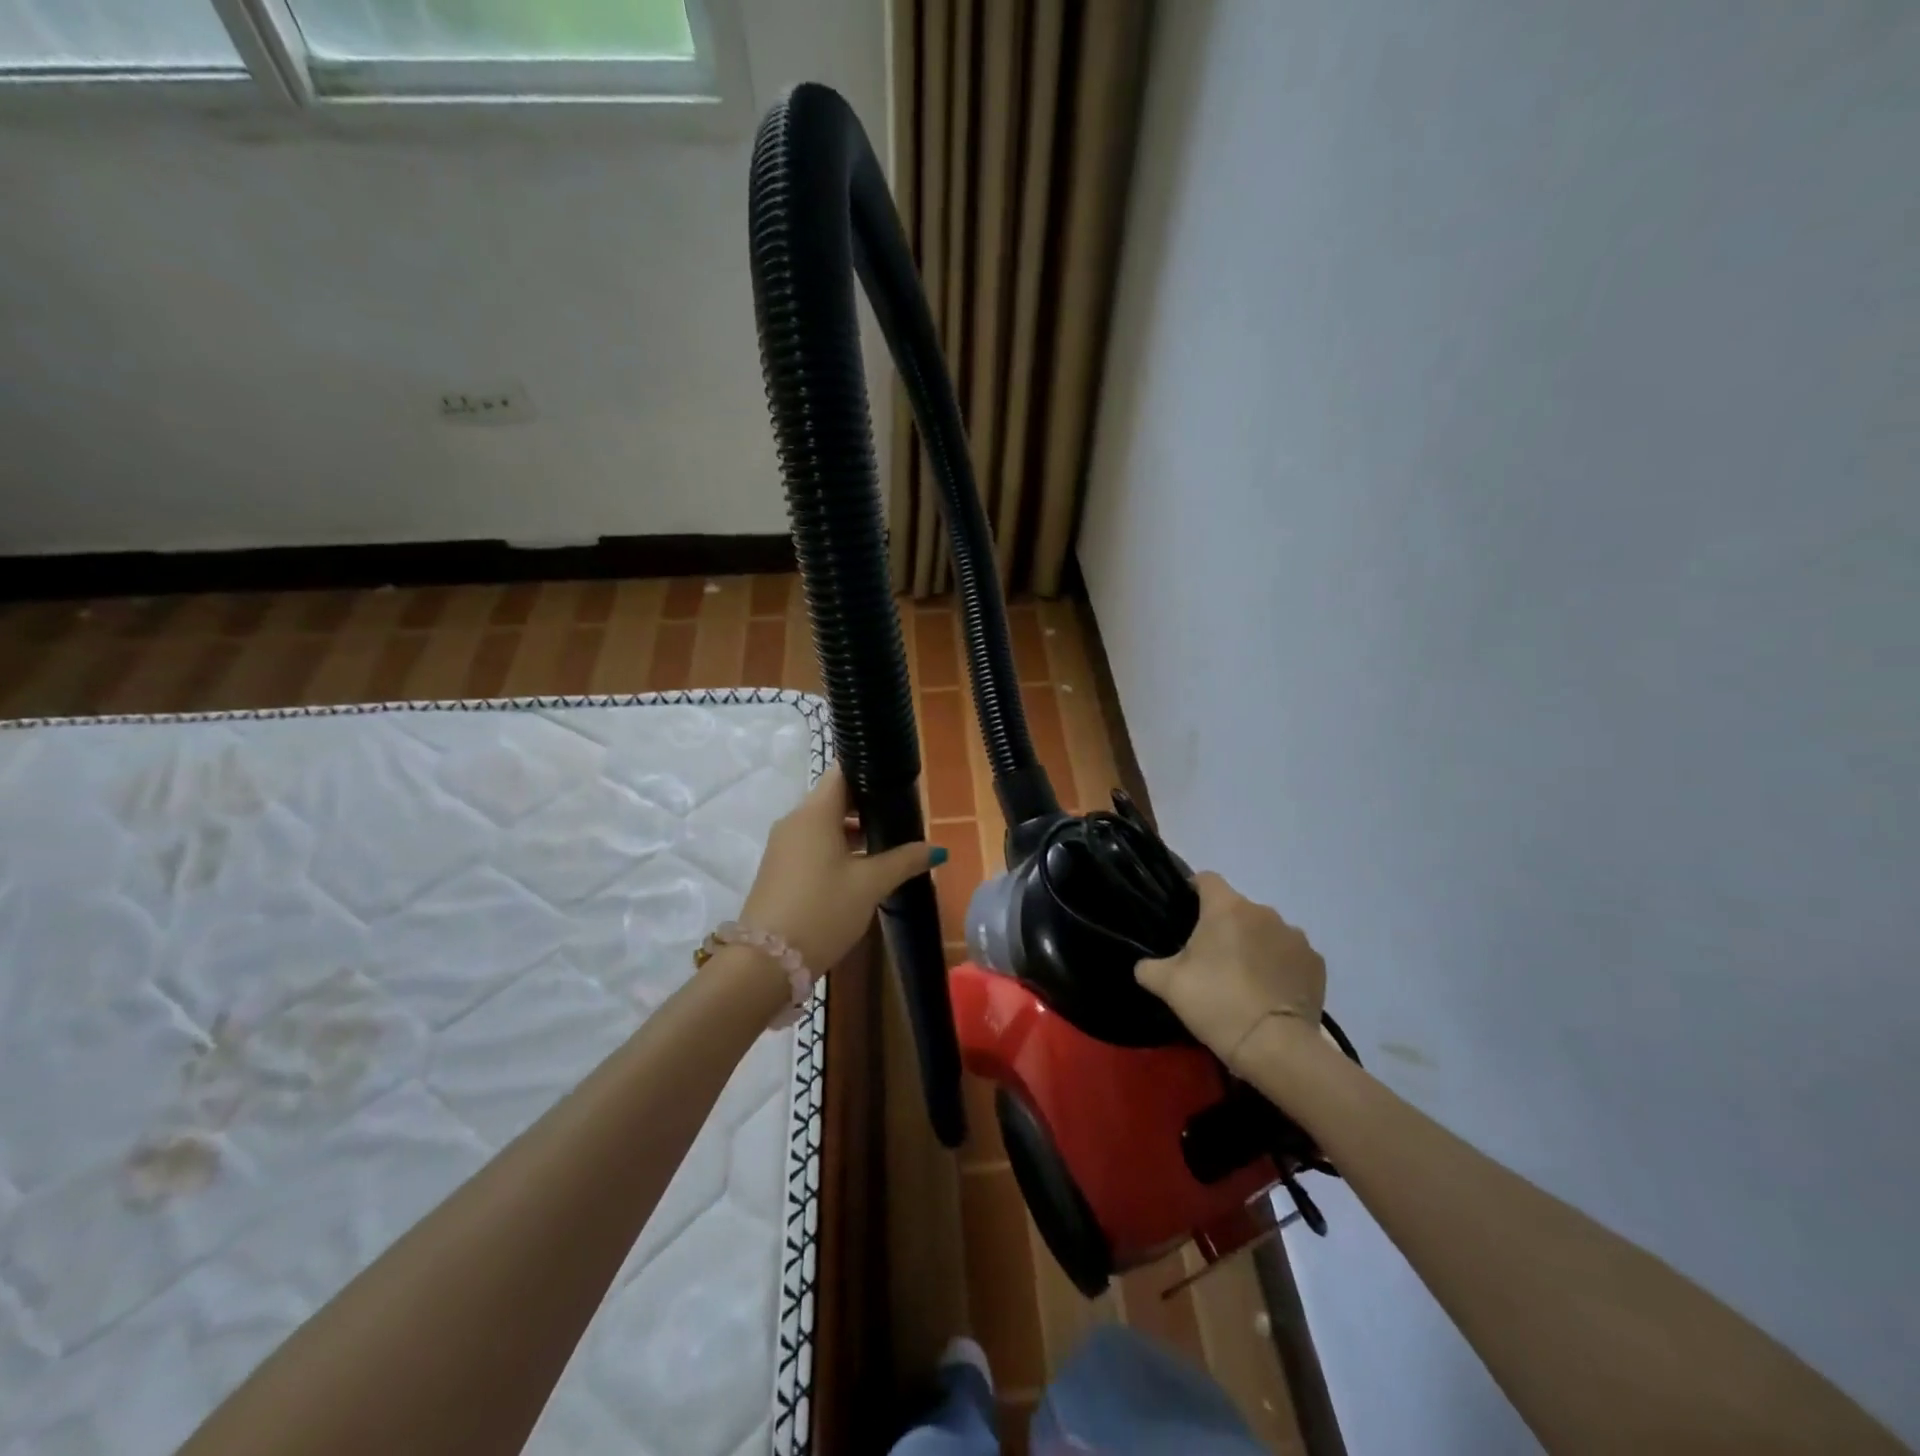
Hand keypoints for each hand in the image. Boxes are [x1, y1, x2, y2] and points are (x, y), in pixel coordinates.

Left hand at [740, 765, 942, 973]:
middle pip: (834, 798)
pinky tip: (861, 868)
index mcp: (815, 812)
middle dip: (867, 805)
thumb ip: (904, 860)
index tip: (898, 783)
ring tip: (887, 844)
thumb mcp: (871, 885)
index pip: (842, 772)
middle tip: (901, 816)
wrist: (766, 962)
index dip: (870, 772)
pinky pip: (812, 844)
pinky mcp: (779, 868)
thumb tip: (937, 849)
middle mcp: (795, 820)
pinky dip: (837, 847)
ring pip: (823, 823)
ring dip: (853, 830)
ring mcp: (783, 845)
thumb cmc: (824, 910)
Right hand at [1135, 872, 1326, 1074]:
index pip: (1206, 879)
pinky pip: (1290, 955)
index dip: (1193, 891)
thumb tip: (1144, 965)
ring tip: (1245, 979)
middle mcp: (1264, 912)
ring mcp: (1295, 936)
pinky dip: (1280, 966)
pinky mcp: (1316, 963)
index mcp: (1226, 908)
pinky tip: (1270, 992)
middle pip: (1237, 909)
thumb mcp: (1168, 985)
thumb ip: (1148, 967)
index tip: (1185, 914)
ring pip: (1265, 931)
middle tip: (1211, 959)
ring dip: (1254, 945)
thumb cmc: (1216, 1003)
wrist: (1275, 1046)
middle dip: (1225, 926)